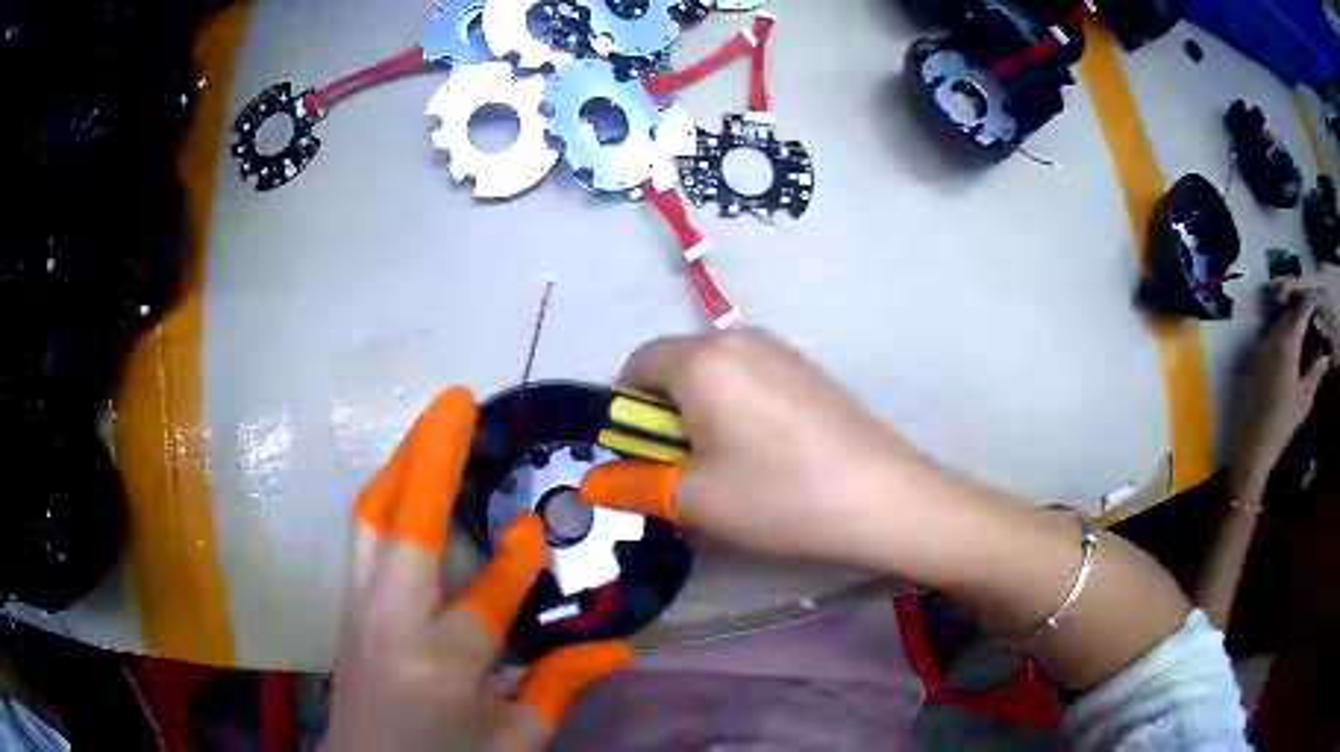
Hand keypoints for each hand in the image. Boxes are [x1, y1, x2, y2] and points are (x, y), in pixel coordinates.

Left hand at [322, 388, 629, 751]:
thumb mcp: (514, 741)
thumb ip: (558, 688)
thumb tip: (616, 648)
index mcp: (443, 666)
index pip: (484, 598)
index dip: (516, 560)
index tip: (534, 524)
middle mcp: (391, 624)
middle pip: (406, 526)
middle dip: (431, 457)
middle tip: (457, 401)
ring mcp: (360, 609)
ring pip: (373, 518)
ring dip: (402, 465)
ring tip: (432, 426)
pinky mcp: (348, 606)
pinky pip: (363, 535)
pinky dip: (385, 495)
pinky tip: (403, 480)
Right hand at [581, 331, 958, 577]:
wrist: (883, 497)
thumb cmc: (778, 495)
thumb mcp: (694, 498)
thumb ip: (632, 485)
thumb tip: (593, 483)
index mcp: (702, 359)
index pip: (635, 364)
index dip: (623, 410)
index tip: (639, 456)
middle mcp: (739, 339)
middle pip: (676, 366)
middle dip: (664, 415)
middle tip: (683, 469)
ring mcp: (781, 351)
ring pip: (715, 375)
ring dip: (702, 414)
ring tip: (728, 467)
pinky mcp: (809, 371)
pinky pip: (751, 380)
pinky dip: (737, 410)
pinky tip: (768, 456)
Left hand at [1231, 286, 1333, 488]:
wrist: (1253, 444)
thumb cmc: (1283, 422)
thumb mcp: (1305, 397)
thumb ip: (1316, 370)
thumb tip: (1325, 354)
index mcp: (1287, 338)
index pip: (1302, 306)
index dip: (1314, 302)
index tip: (1322, 309)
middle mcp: (1271, 331)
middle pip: (1283, 295)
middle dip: (1296, 291)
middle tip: (1307, 301)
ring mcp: (1258, 341)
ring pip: (1270, 306)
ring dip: (1284, 301)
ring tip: (1297, 312)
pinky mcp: (1251, 354)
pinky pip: (1264, 325)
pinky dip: (1276, 320)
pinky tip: (1285, 336)